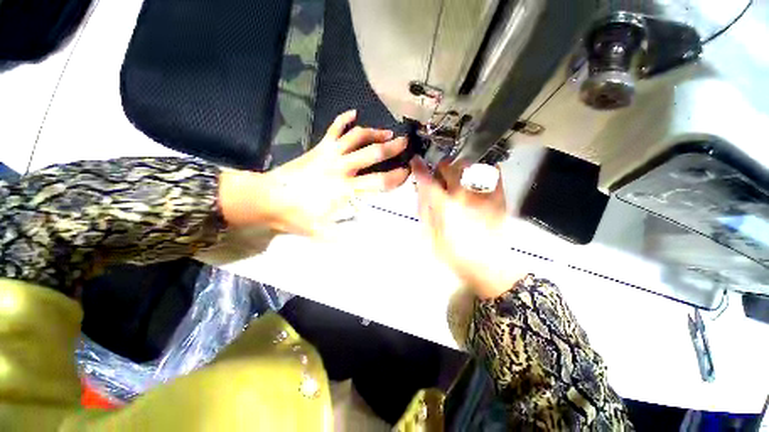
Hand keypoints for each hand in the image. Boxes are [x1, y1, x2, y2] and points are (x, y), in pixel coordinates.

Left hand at [220, 110, 409, 235]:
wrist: (267, 198)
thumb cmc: (295, 216)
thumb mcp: (321, 232)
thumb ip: (344, 234)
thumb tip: (362, 237)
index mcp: (345, 189)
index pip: (379, 181)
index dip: (396, 176)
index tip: (406, 172)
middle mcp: (342, 167)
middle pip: (373, 153)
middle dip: (392, 148)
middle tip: (405, 143)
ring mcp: (330, 154)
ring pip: (357, 137)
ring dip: (374, 133)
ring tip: (386, 132)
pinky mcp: (319, 147)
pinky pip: (334, 129)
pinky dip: (344, 119)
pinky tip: (353, 113)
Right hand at [412, 158, 522, 298]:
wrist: (488, 268)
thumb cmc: (455, 256)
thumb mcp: (431, 237)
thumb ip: (425, 212)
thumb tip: (422, 192)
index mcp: (445, 206)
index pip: (428, 180)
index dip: (419, 168)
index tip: (416, 161)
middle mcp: (463, 195)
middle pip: (450, 168)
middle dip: (441, 167)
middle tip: (439, 174)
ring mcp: (483, 195)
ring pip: (470, 168)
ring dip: (460, 168)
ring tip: (458, 175)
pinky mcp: (498, 199)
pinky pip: (494, 175)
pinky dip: (486, 170)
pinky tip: (480, 175)